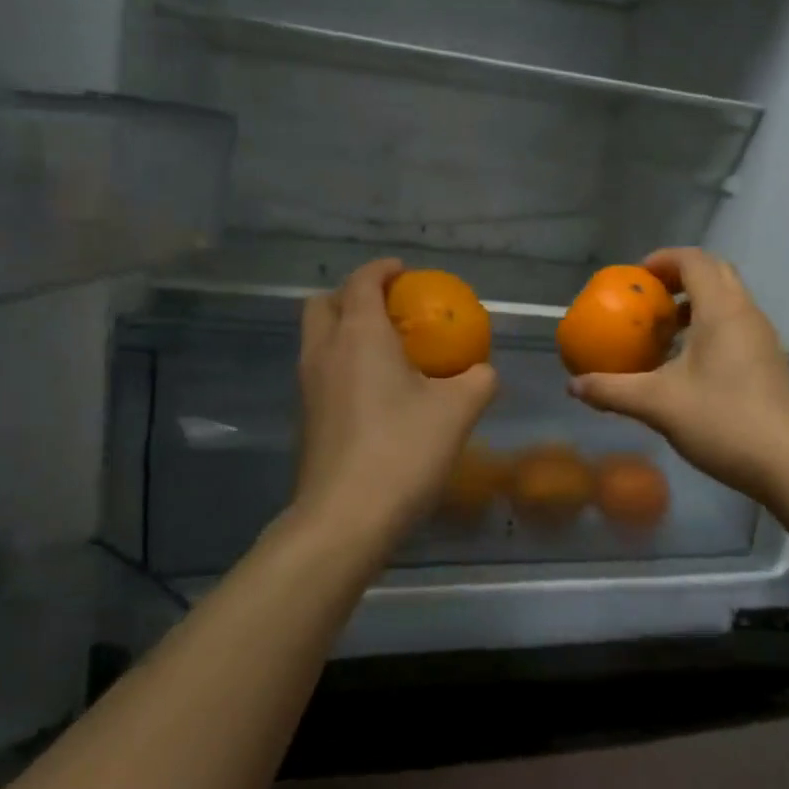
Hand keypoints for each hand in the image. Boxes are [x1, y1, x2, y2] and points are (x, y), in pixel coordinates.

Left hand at [293, 259, 498, 544]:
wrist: (345, 518)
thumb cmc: (403, 451)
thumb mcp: (458, 411)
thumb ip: (478, 380)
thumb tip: (484, 371)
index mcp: (360, 335)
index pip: (362, 282)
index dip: (383, 270)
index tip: (405, 272)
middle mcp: (325, 351)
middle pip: (324, 303)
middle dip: (353, 295)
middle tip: (389, 308)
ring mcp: (308, 385)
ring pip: (317, 337)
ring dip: (344, 329)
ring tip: (385, 348)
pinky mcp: (305, 417)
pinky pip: (320, 369)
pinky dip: (342, 362)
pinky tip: (375, 391)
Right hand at [569, 248, 788, 502]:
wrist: (787, 464)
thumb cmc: (722, 421)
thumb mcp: (657, 405)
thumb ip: (612, 390)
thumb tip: (573, 385)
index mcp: (722, 310)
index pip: (694, 261)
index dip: (663, 260)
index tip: (635, 277)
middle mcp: (746, 314)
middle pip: (714, 273)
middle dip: (678, 278)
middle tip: (648, 299)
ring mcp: (762, 338)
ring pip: (728, 301)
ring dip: (694, 305)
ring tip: (663, 333)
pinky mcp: (768, 362)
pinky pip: (735, 326)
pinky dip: (709, 328)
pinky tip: (687, 365)